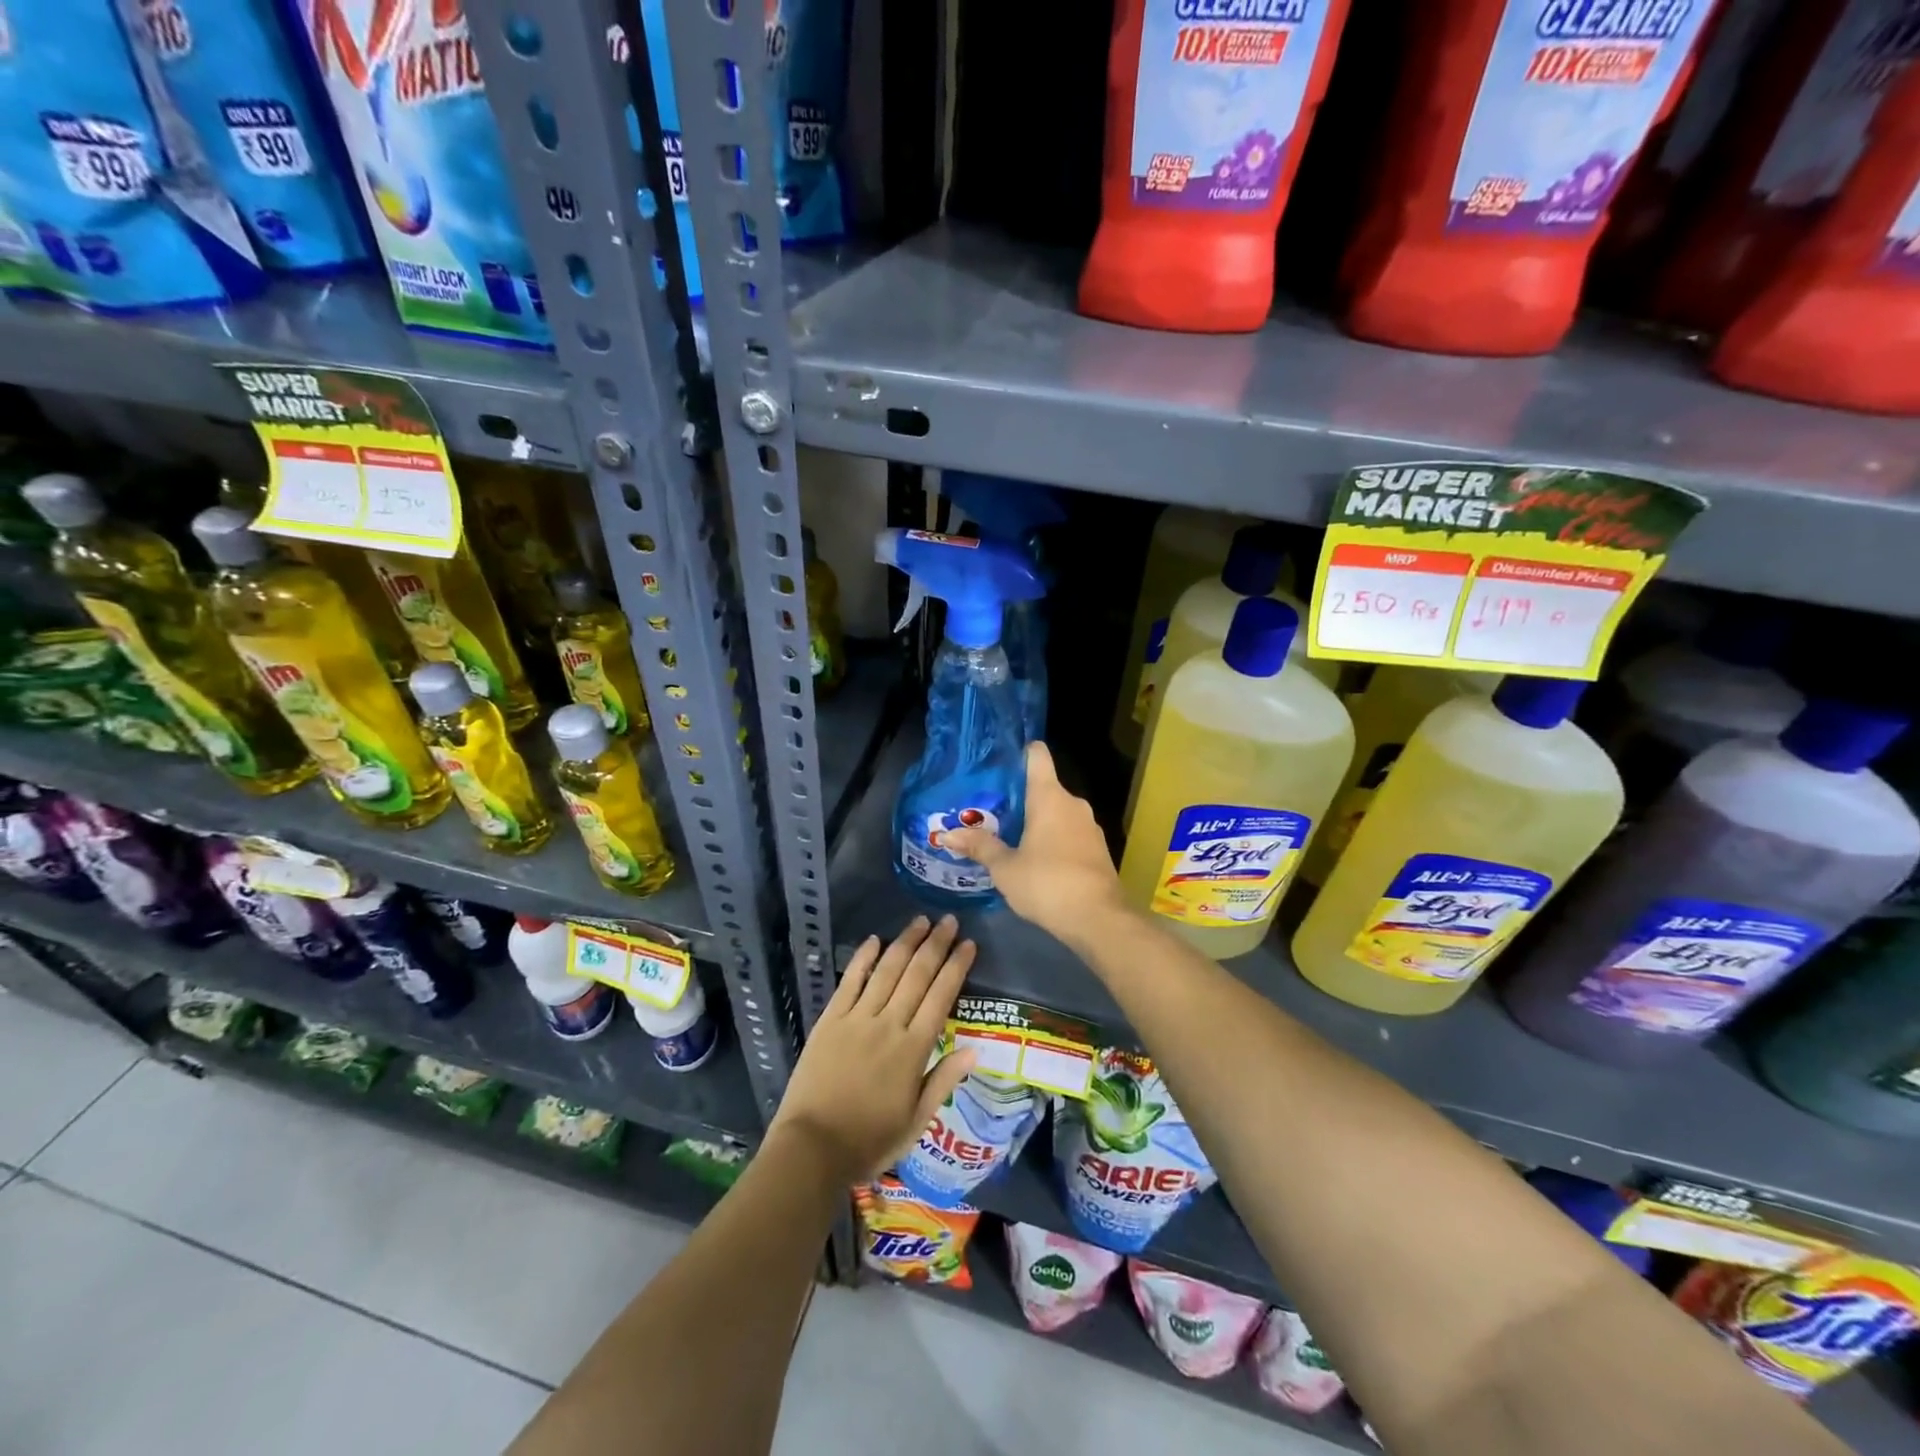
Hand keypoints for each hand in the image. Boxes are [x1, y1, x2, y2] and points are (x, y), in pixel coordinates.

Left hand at [767, 916, 976, 1184]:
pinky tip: (875, 939)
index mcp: (914, 1050)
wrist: (812, 1148)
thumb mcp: (916, 1121)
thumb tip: (975, 1049)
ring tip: (921, 921)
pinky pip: (850, 981)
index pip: (941, 997)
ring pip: (887, 971)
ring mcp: (857, 1018)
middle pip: (917, 976)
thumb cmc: (869, 1141)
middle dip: (936, 945)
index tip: (969, 944)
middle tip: (949, 920)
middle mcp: (888, 1025)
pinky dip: (863, 958)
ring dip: (905, 943)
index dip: (956, 967)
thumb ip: (944, 1081)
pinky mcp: (830, 1020)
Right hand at [942, 741, 1128, 943]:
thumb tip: (947, 834)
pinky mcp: (1097, 849)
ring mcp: (1089, 826)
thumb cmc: (1047, 883)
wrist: (1099, 919)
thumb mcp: (1005, 868)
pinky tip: (1034, 857)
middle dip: (1018, 796)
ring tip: (1007, 834)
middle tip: (989, 809)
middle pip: (1044, 786)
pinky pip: (1069, 832)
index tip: (997, 763)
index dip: (1018, 752)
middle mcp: (1073, 803)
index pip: (1037, 755)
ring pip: (1057, 811)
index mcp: (1049, 796)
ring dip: (1036, 820)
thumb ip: (979, 847)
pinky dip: (1052, 838)